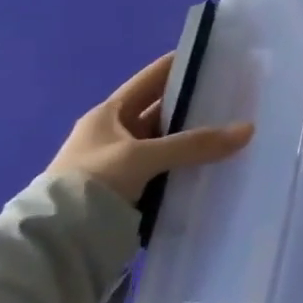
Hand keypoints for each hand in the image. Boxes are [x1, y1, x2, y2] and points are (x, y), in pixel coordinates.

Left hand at [48, 53, 253, 203]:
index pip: (149, 80)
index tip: (212, 57)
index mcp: (108, 115)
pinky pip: (165, 170)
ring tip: (231, 130)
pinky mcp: (128, 192)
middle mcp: (113, 135)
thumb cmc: (92, 183)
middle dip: (192, 105)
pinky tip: (212, 165)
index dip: (178, 66)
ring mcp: (120, 165)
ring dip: (191, 140)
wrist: (56, 244)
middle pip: (160, 112)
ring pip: (165, 144)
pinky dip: (185, 167)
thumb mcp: (143, 157)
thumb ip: (194, 144)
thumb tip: (247, 129)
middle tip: (232, 96)